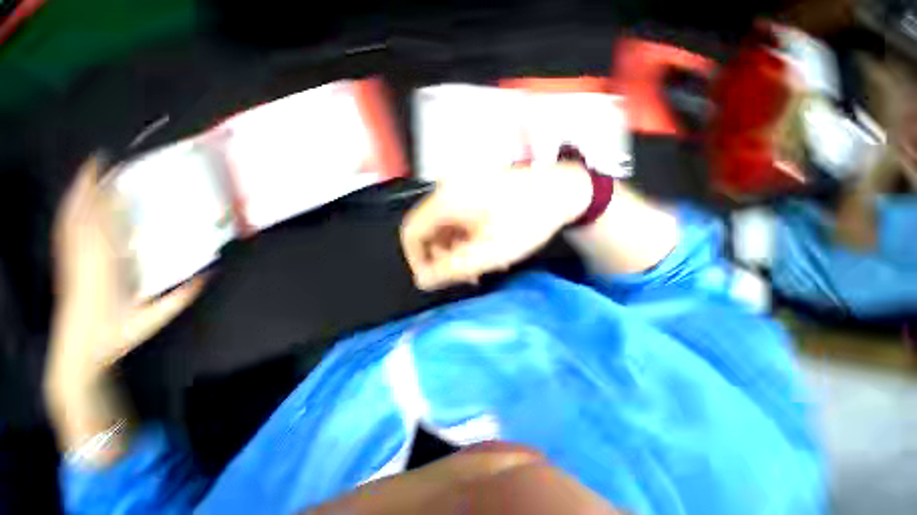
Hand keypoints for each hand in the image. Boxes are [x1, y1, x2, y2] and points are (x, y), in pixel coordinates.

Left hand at [46, 155, 205, 392]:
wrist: (78, 350)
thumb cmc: (115, 335)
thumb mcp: (153, 319)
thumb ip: (180, 298)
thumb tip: (210, 275)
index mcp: (105, 266)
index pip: (103, 223)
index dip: (105, 195)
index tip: (112, 172)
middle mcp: (85, 256)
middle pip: (83, 213)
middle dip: (88, 185)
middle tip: (100, 161)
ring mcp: (71, 258)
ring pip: (70, 219)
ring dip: (76, 194)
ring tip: (86, 174)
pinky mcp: (66, 264)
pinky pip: (64, 232)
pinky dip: (68, 213)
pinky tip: (73, 204)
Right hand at [400, 164, 590, 290]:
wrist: (560, 191)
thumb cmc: (525, 222)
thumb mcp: (487, 253)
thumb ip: (450, 270)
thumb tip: (423, 280)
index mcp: (445, 201)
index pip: (411, 233)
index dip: (417, 260)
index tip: (435, 279)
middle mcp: (447, 191)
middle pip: (428, 232)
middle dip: (442, 258)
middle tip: (466, 275)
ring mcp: (462, 189)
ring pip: (445, 228)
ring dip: (457, 250)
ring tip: (482, 265)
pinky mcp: (475, 192)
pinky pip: (459, 221)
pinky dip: (467, 239)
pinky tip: (487, 249)